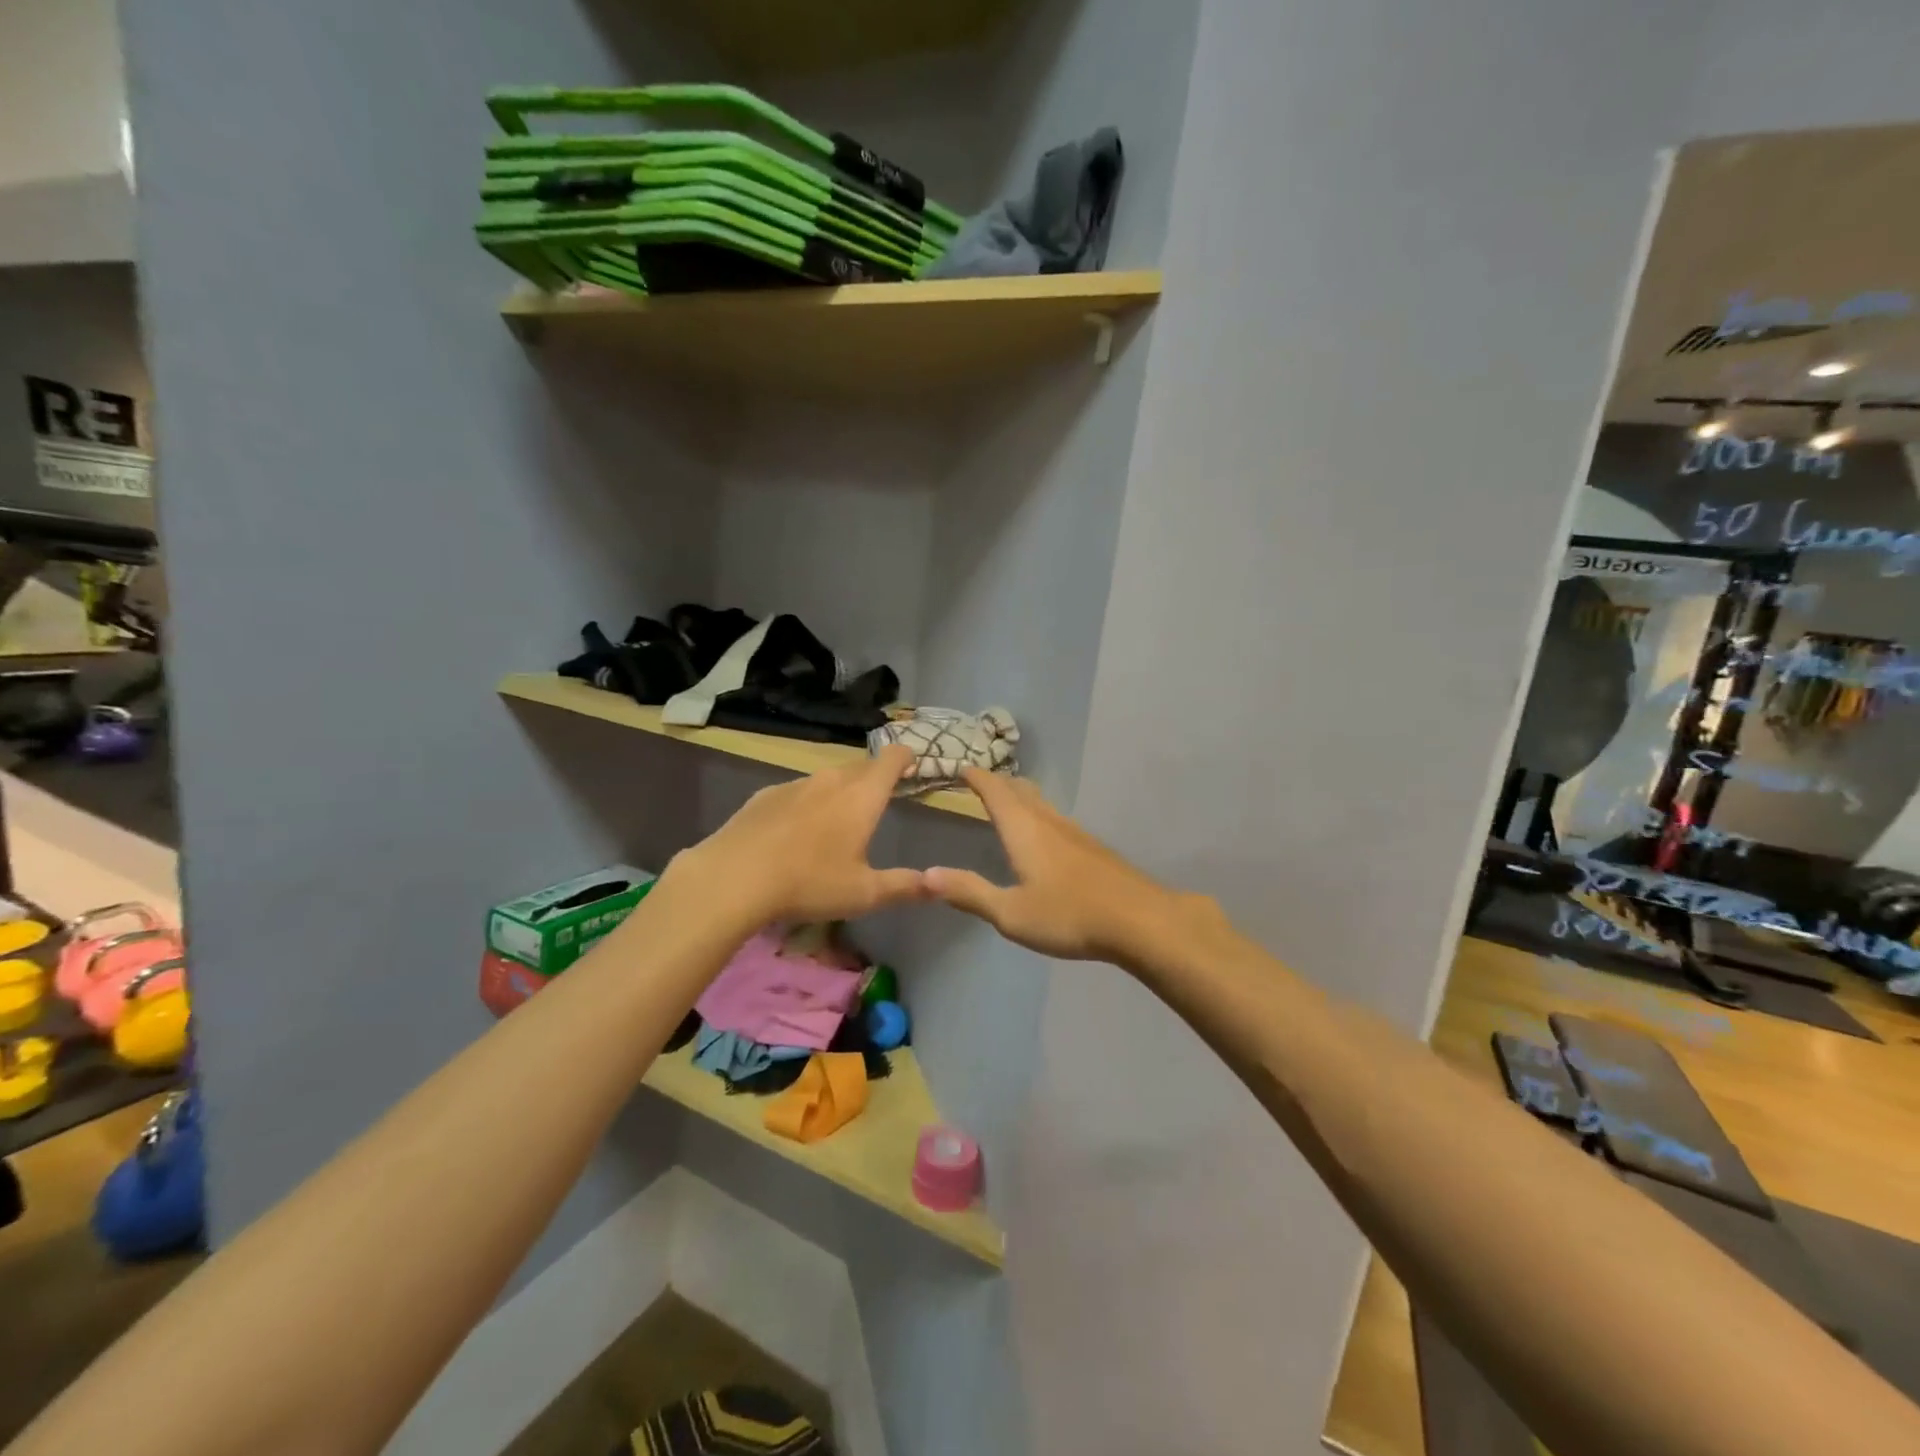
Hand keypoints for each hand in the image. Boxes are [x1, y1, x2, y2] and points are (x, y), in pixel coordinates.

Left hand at [671, 744, 927, 925]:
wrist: (733, 877)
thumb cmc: (809, 883)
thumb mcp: (864, 893)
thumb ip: (904, 886)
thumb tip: (939, 885)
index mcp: (862, 796)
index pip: (892, 759)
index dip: (906, 758)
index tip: (913, 764)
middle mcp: (831, 780)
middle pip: (861, 766)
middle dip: (875, 775)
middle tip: (881, 796)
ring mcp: (795, 784)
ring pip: (827, 778)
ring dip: (840, 789)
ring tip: (839, 816)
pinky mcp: (765, 795)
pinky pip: (797, 791)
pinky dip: (807, 802)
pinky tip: (796, 830)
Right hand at [925, 769, 1213, 964]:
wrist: (1139, 921)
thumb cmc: (1068, 915)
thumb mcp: (1010, 913)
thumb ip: (969, 892)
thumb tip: (926, 874)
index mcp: (1023, 829)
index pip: (994, 790)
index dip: (976, 776)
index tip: (959, 766)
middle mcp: (1048, 821)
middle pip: (1020, 790)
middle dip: (997, 782)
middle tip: (978, 782)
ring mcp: (1075, 832)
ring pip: (1041, 803)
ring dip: (1020, 796)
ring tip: (1007, 802)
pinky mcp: (1093, 848)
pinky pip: (1056, 819)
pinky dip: (1038, 815)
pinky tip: (1043, 837)